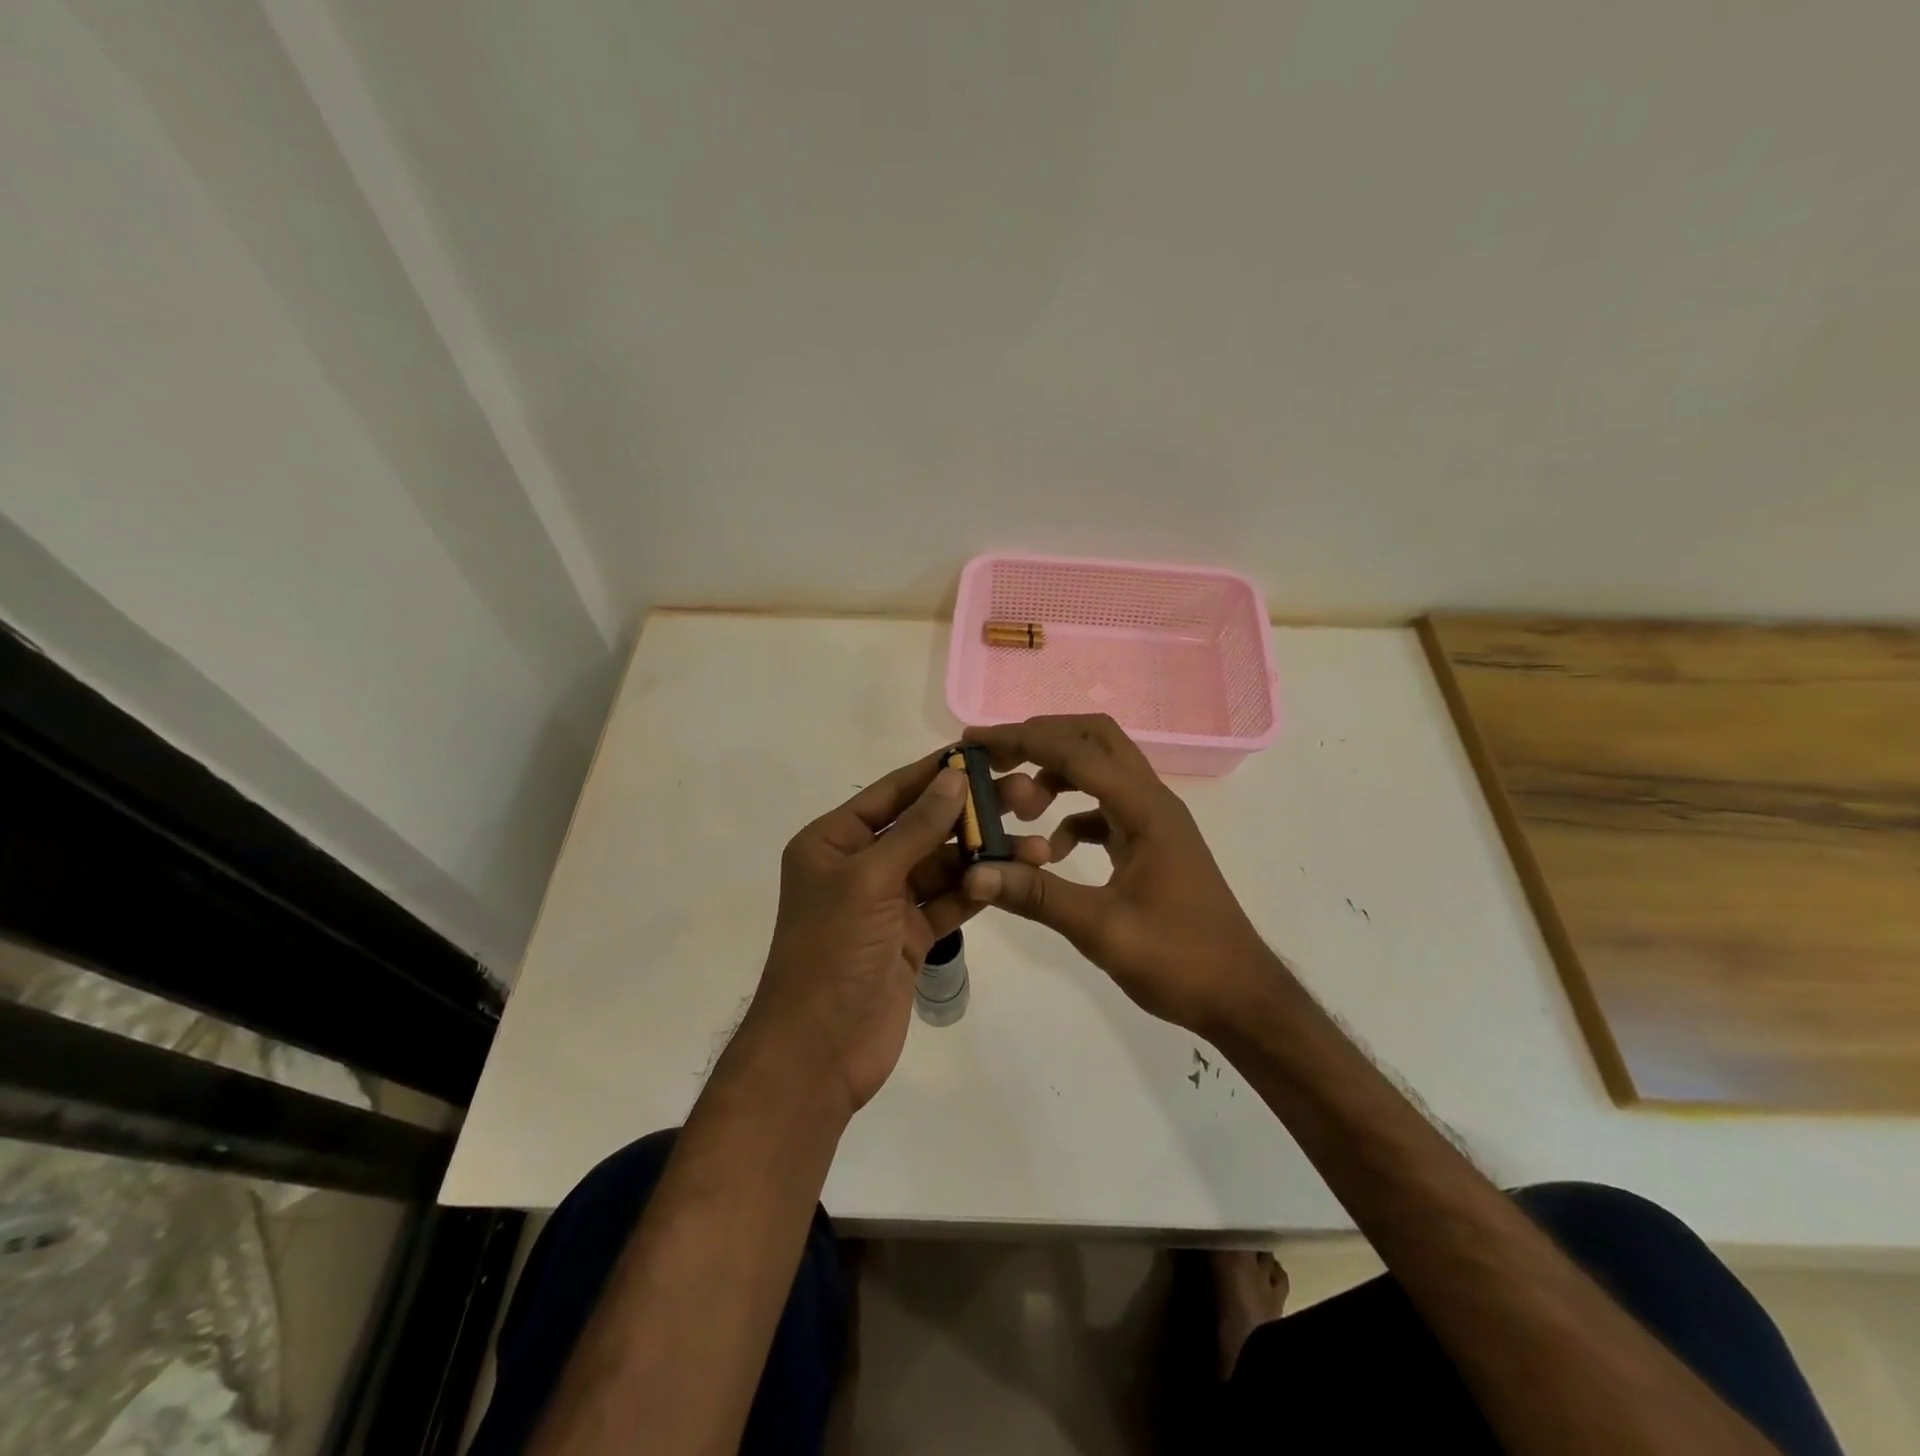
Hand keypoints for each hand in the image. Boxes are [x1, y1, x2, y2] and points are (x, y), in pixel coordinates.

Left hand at [741, 751, 1049, 1116]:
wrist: (819, 1052)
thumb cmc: (833, 951)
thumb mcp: (870, 880)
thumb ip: (916, 828)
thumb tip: (954, 776)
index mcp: (833, 841)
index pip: (892, 793)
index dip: (936, 771)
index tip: (985, 753)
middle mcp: (859, 864)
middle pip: (922, 826)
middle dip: (971, 813)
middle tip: (1026, 796)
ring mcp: (886, 902)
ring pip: (942, 865)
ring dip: (984, 854)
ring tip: (1035, 844)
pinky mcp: (910, 936)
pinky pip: (949, 900)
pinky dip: (979, 888)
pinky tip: (1017, 874)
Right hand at [961, 715, 1276, 1035]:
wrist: (1241, 997)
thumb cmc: (1180, 961)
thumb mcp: (1102, 930)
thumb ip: (1038, 896)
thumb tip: (975, 873)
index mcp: (1146, 810)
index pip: (1078, 752)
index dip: (1024, 740)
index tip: (977, 741)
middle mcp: (1152, 802)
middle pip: (1096, 740)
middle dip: (1042, 740)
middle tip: (995, 759)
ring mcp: (1154, 822)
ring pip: (1101, 771)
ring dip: (1056, 776)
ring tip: (1017, 808)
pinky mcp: (1151, 844)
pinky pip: (1105, 809)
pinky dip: (1072, 816)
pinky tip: (1051, 852)